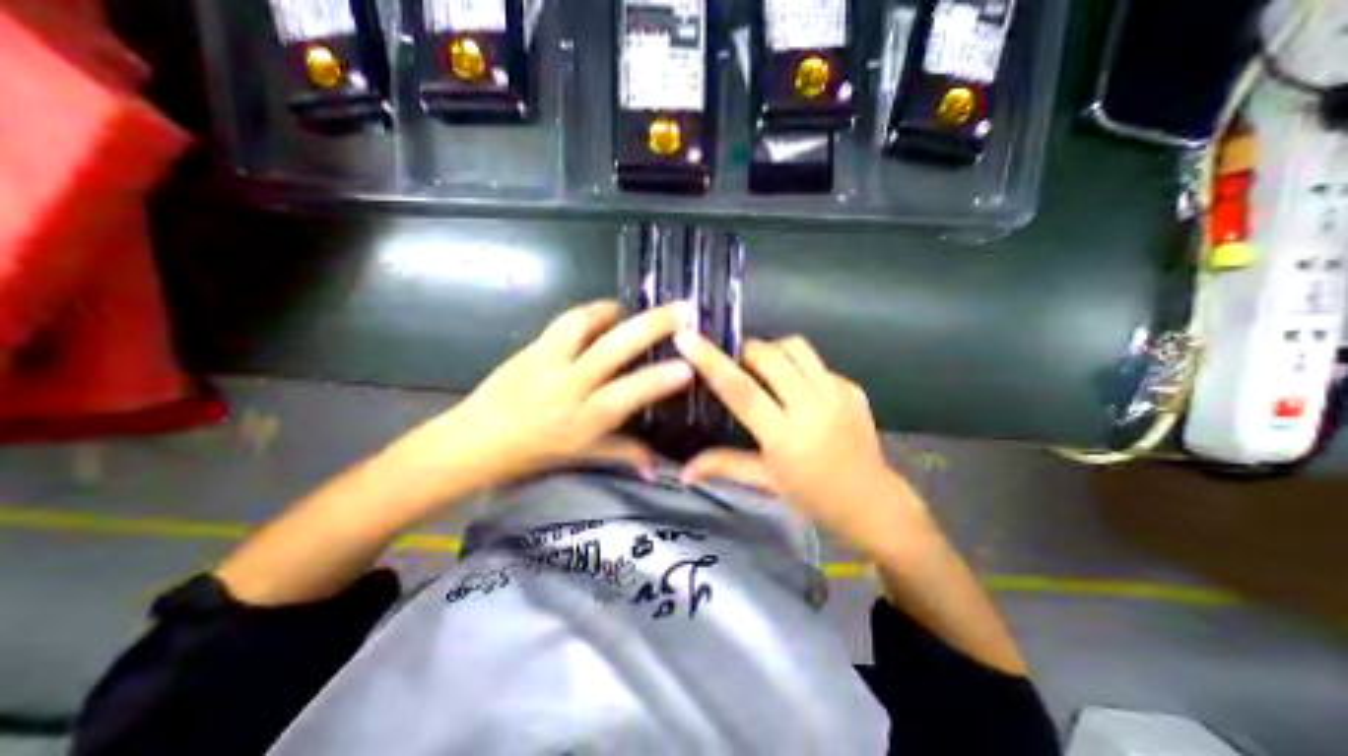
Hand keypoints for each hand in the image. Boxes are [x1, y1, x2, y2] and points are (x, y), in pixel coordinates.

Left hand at [391, 303, 694, 496]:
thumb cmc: (531, 453)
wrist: (472, 440)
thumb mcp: (582, 455)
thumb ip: (624, 453)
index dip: (659, 380)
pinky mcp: (530, 347)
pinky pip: (564, 322)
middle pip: (612, 348)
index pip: (628, 394)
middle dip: (652, 326)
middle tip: (683, 309)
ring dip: (613, 311)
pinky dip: (589, 314)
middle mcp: (568, 386)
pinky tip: (600, 316)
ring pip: (583, 323)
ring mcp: (546, 361)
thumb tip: (656, 467)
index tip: (689, 366)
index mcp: (583, 418)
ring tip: (630, 310)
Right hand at [674, 334, 928, 556]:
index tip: (686, 337)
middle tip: (738, 364)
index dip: (710, 361)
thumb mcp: (765, 481)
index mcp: (783, 435)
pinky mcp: (853, 388)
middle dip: (746, 350)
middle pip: (769, 356)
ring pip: (796, 347)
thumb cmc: (812, 496)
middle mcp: (810, 407)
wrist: (872, 502)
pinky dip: (799, 366)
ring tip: (766, 368)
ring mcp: (836, 393)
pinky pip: (817, 362)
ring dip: (773, 350)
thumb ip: (723, 466)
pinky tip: (798, 387)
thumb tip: (683, 471)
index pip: (740, 389)